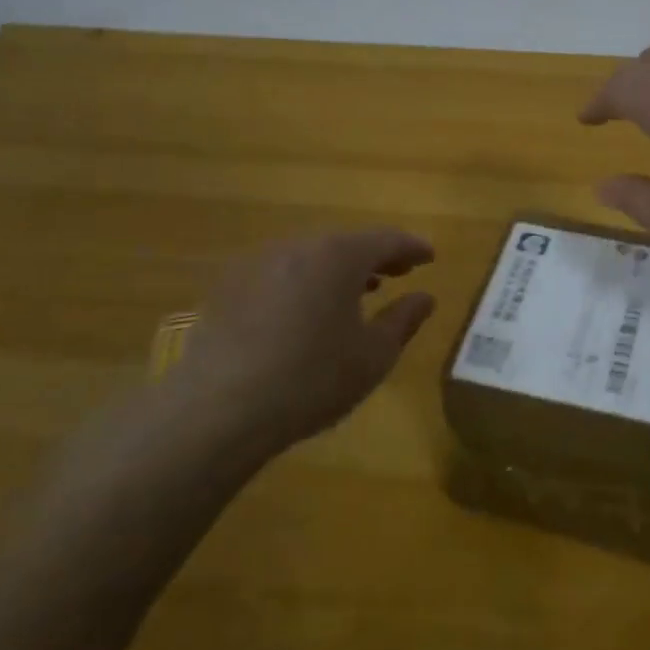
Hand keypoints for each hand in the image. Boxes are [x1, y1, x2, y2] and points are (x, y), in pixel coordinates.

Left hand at [156, 229, 435, 458]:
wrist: (219, 409)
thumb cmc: (312, 380)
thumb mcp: (373, 355)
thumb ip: (404, 320)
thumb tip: (424, 297)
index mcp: (338, 256)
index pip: (386, 240)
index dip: (412, 248)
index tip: (429, 257)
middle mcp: (296, 247)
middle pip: (345, 244)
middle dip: (374, 257)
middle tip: (398, 273)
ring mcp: (256, 264)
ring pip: (310, 258)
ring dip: (337, 270)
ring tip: (357, 292)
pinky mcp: (228, 288)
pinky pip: (280, 275)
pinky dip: (304, 283)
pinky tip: (306, 312)